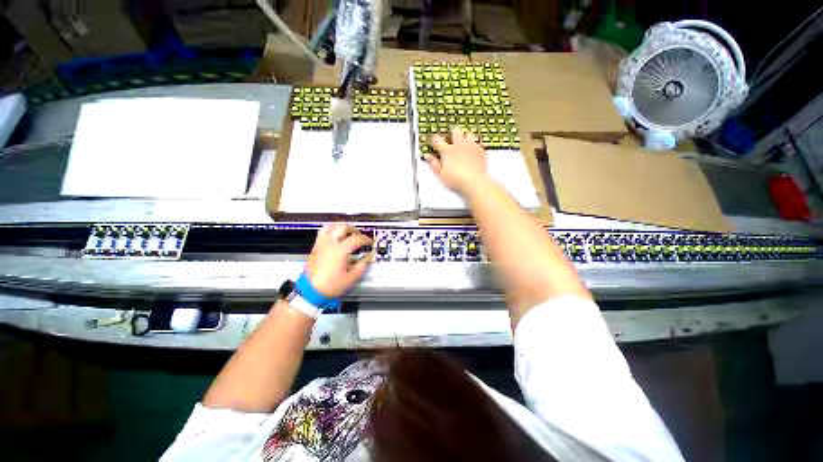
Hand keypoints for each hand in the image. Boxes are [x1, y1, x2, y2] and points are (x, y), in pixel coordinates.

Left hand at [306, 223, 373, 297]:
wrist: (312, 290)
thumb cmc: (330, 285)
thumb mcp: (351, 278)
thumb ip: (362, 266)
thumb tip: (368, 258)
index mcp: (340, 250)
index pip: (356, 238)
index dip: (366, 240)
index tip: (370, 243)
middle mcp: (330, 243)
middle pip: (343, 227)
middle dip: (354, 229)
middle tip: (359, 236)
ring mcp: (321, 243)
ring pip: (331, 226)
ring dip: (341, 227)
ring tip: (346, 232)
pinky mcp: (315, 247)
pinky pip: (323, 232)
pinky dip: (331, 230)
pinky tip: (334, 237)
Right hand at [426, 126, 488, 193]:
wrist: (475, 182)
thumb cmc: (457, 179)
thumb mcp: (440, 174)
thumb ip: (433, 163)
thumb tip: (427, 156)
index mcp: (447, 150)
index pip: (437, 140)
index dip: (434, 139)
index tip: (433, 141)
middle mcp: (459, 145)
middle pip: (455, 132)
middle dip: (452, 132)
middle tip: (451, 134)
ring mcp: (471, 147)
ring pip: (469, 134)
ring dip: (466, 135)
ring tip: (464, 138)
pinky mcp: (481, 152)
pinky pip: (478, 143)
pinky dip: (476, 144)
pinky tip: (475, 148)